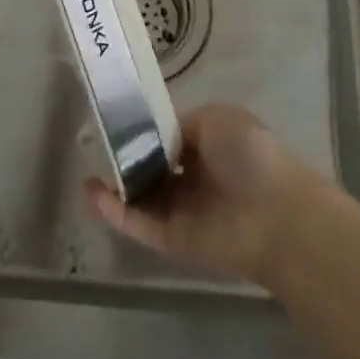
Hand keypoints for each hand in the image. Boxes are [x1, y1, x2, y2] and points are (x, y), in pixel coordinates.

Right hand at [84, 104, 322, 283]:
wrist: (273, 214)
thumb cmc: (249, 154)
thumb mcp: (216, 118)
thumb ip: (183, 125)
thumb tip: (160, 136)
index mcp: (209, 143)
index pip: (169, 137)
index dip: (146, 129)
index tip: (118, 120)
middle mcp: (194, 177)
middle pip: (154, 167)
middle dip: (128, 158)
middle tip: (97, 144)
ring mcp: (182, 210)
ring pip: (142, 197)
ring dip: (116, 185)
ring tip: (87, 171)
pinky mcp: (173, 241)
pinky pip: (139, 223)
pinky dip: (115, 211)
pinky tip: (92, 193)